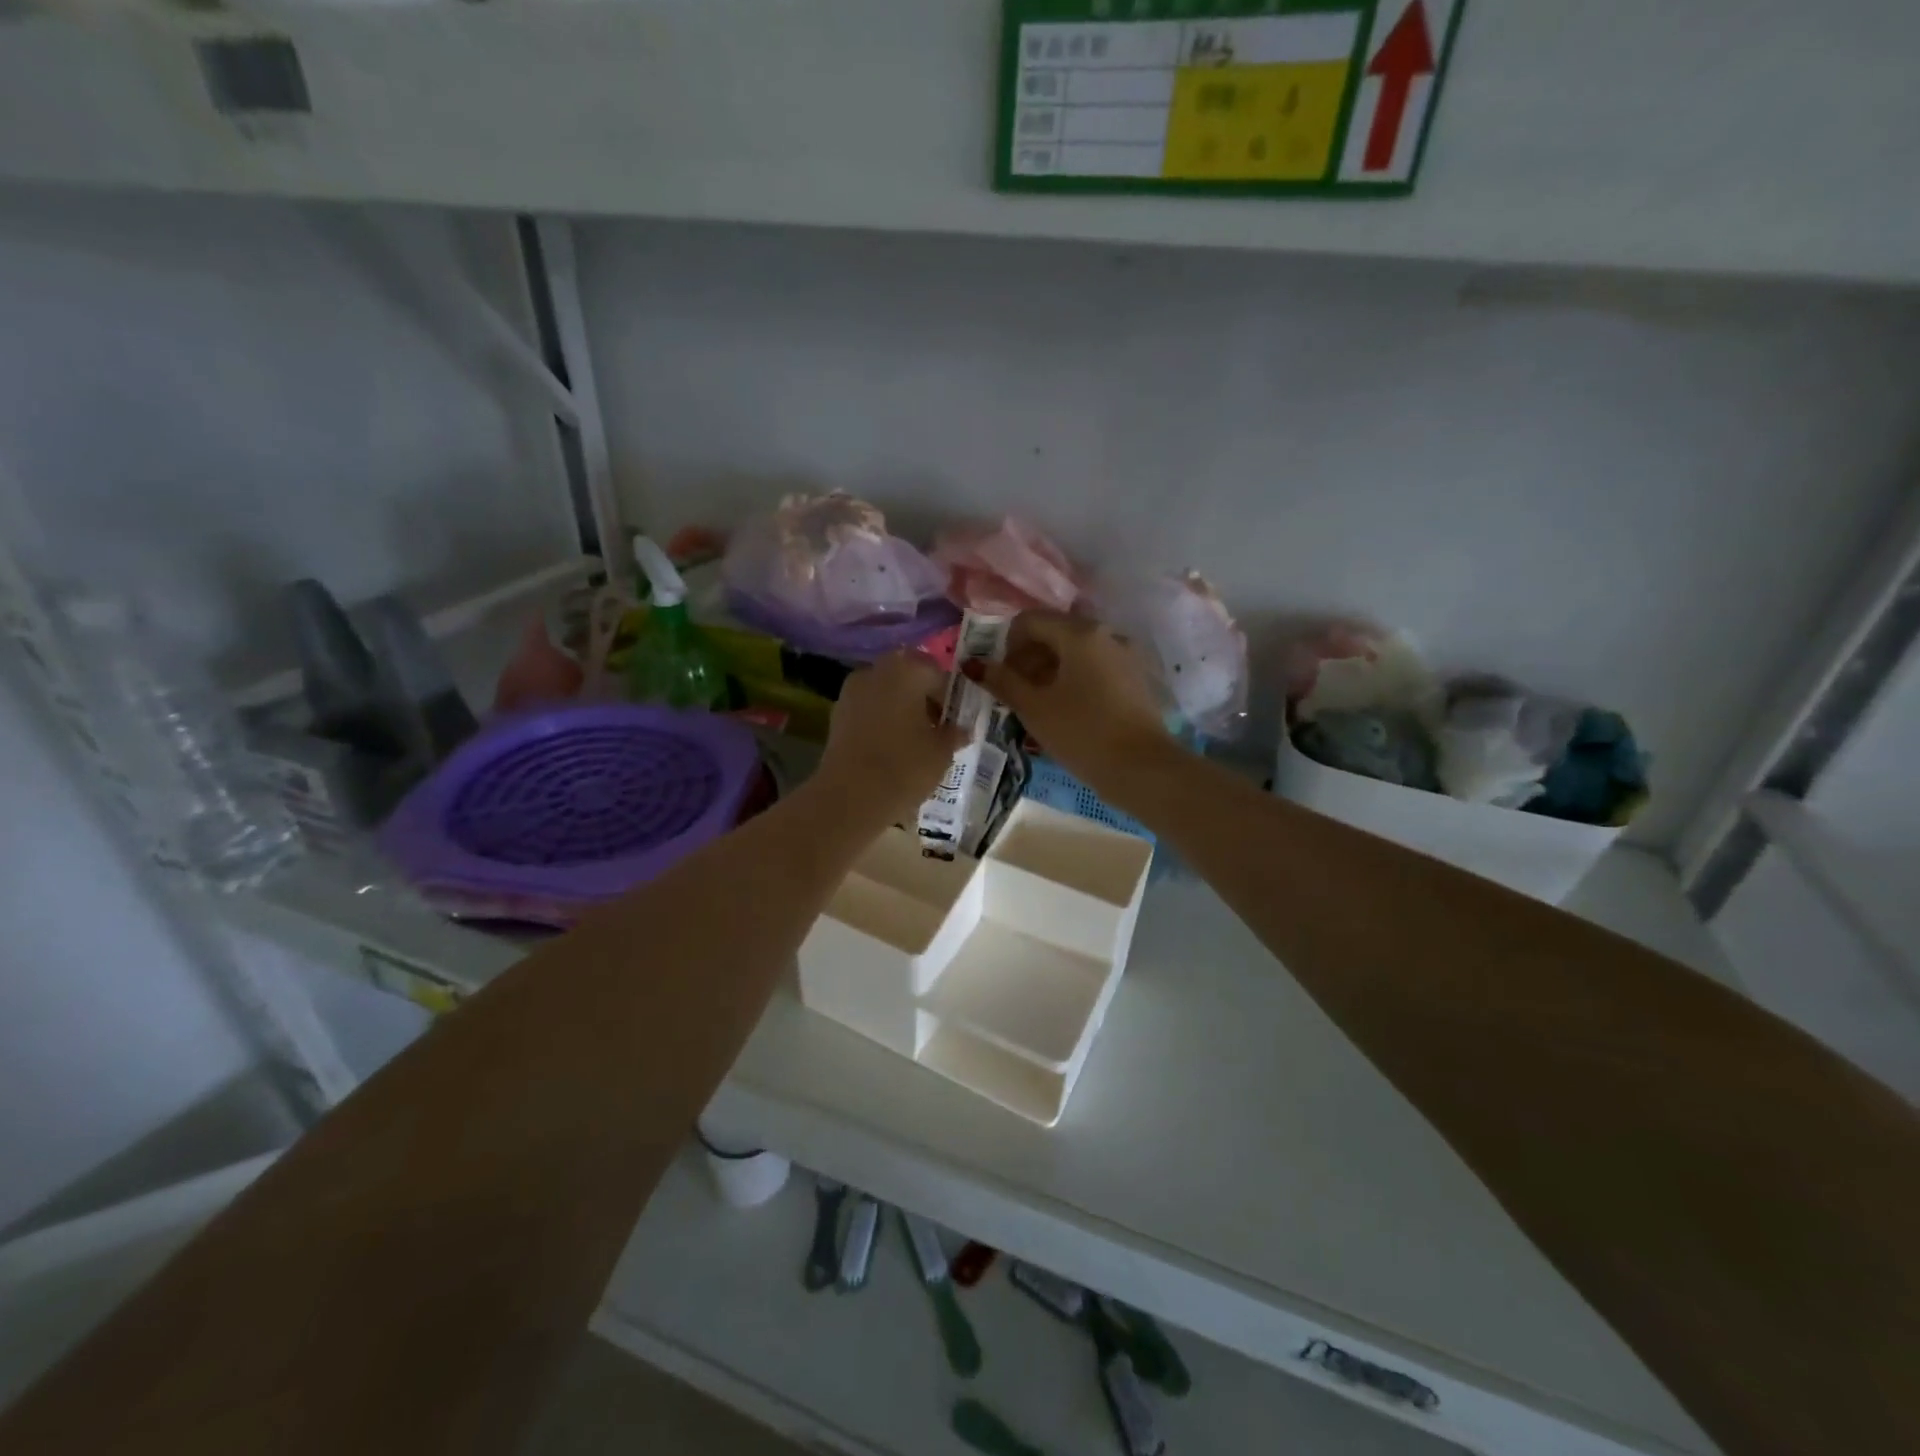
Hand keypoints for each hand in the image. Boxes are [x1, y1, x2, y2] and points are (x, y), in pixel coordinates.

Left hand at [816, 653, 965, 826]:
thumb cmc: (905, 766)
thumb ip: (953, 734)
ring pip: (884, 693)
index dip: (947, 694)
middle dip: (921, 698)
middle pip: (906, 677)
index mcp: (907, 669)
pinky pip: (867, 710)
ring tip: (913, 741)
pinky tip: (890, 748)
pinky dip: (880, 722)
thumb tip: (960, 729)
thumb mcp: (942, 752)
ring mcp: (851, 692)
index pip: (935, 671)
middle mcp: (876, 671)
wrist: (851, 797)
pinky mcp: (836, 715)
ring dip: (899, 709)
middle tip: (935, 727)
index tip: (954, 719)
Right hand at [968, 612, 1171, 799]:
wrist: (1142, 768)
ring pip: (1074, 652)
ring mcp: (1124, 655)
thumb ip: (1002, 681)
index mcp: (1079, 633)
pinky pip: (1094, 668)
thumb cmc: (1082, 733)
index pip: (1029, 621)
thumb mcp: (1034, 708)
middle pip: (1053, 633)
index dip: (1006, 646)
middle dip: (1027, 659)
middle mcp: (1105, 633)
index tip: (1000, 678)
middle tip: (1014, 695)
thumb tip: (973, 664)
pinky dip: (1073, 681)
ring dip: (1049, 672)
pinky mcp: (1134, 678)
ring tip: (1037, 707)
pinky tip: (1066, 712)